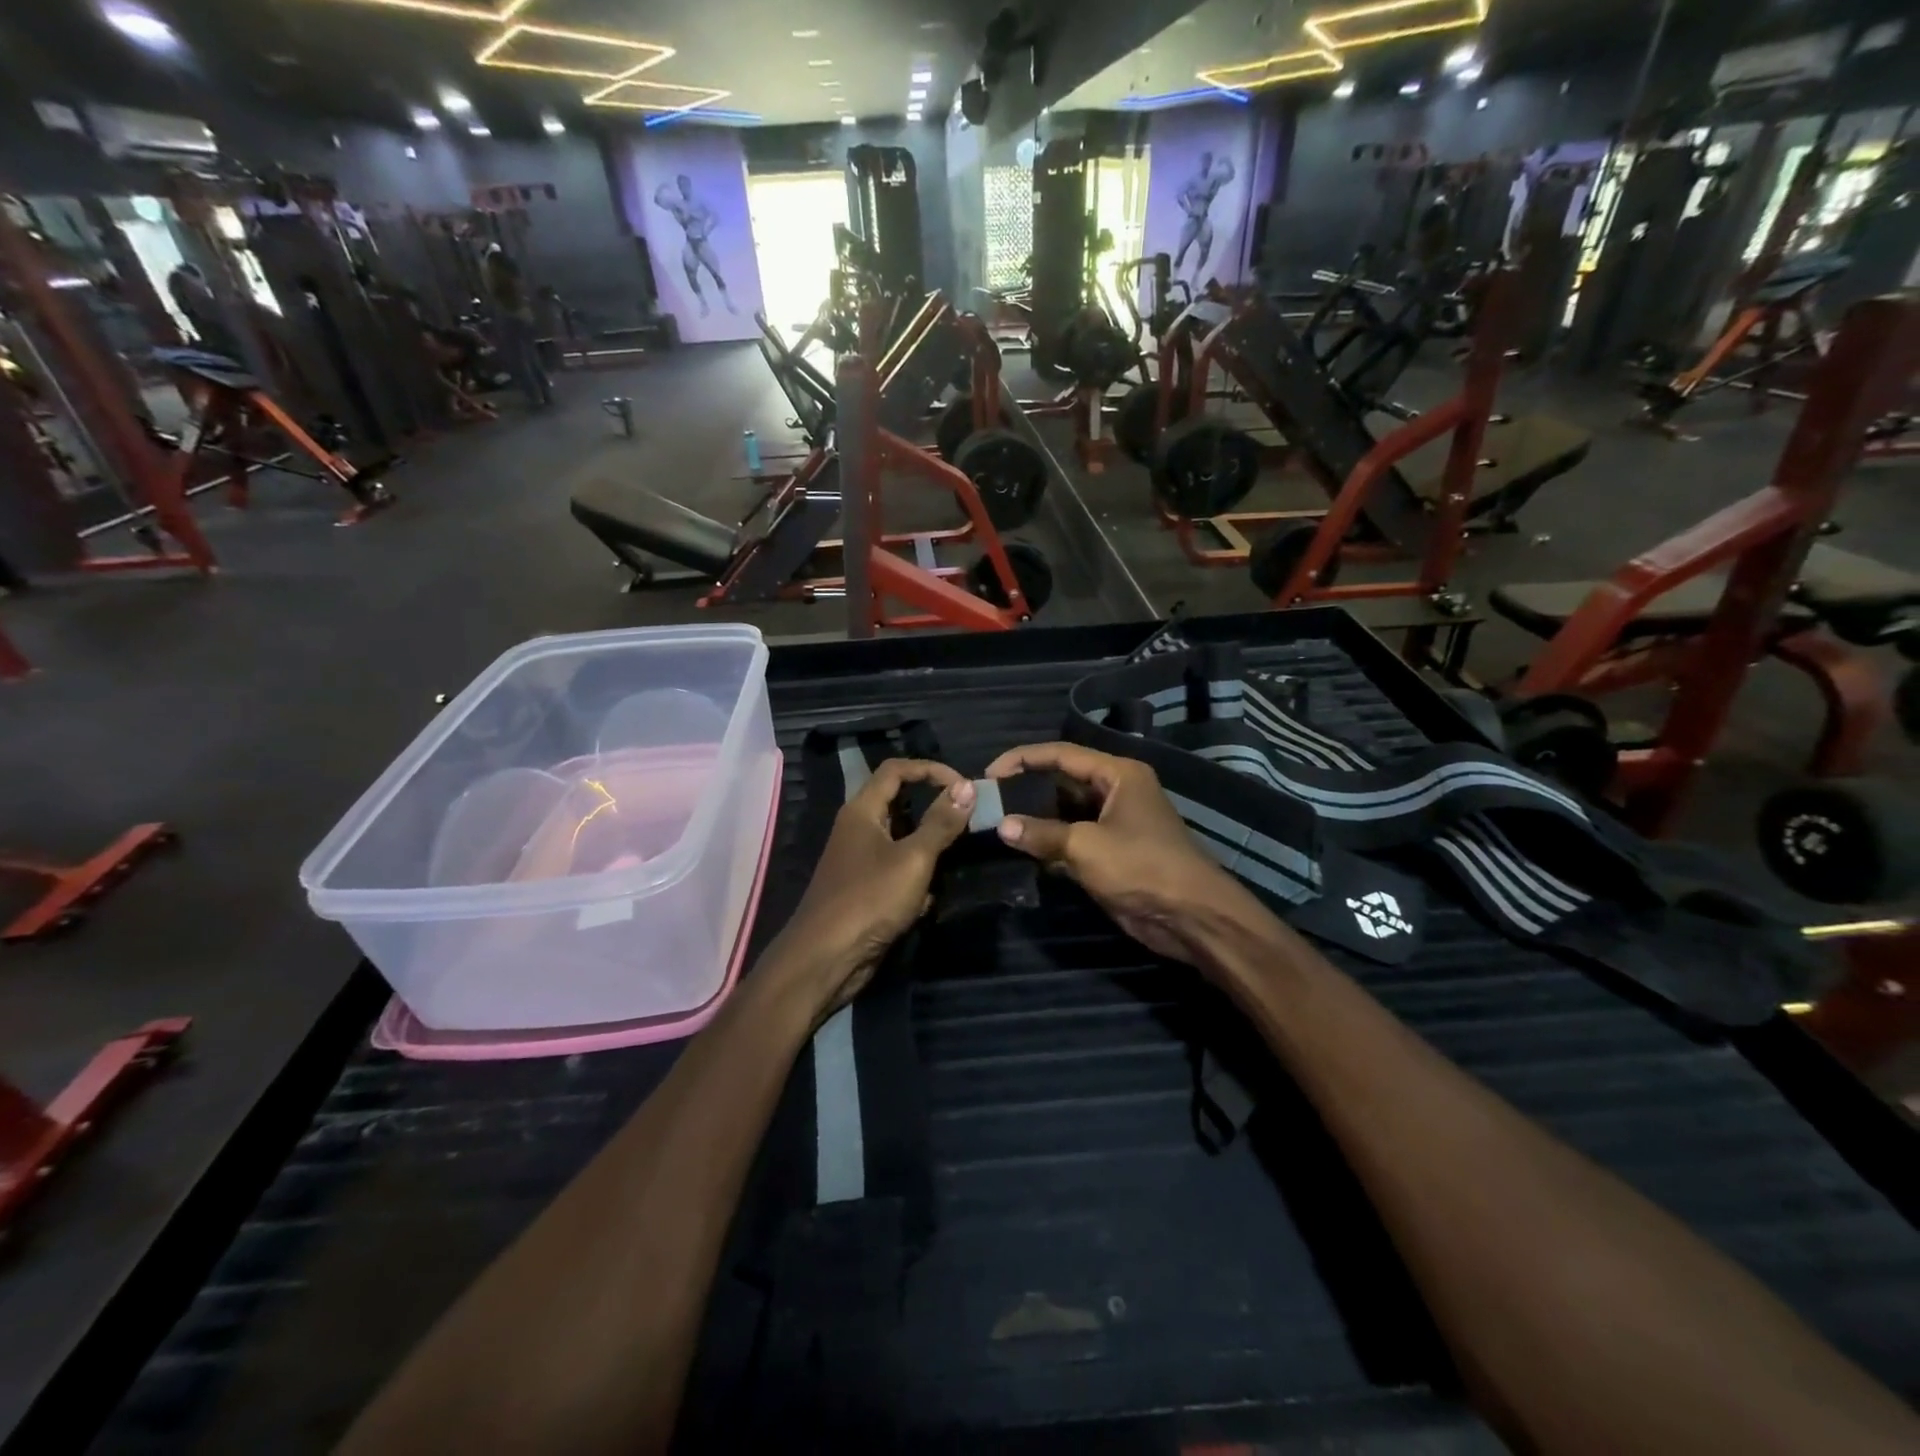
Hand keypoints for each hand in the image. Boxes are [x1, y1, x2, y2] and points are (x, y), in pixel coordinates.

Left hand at [767, 760, 974, 1022]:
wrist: (825, 958)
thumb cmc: (869, 900)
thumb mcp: (913, 859)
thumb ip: (941, 822)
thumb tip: (967, 786)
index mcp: (862, 810)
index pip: (897, 770)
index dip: (931, 770)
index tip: (964, 787)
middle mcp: (857, 828)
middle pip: (899, 802)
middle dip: (933, 809)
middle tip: (965, 820)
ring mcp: (859, 859)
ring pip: (901, 839)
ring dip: (927, 848)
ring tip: (951, 859)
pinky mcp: (863, 888)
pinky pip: (896, 869)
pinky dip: (915, 878)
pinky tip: (926, 899)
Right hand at [984, 742, 1274, 970]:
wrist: (1192, 916)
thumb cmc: (1142, 867)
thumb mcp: (1086, 847)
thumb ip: (1042, 834)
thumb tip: (1002, 826)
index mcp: (1118, 775)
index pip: (1062, 755)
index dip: (1023, 759)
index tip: (990, 772)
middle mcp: (1117, 791)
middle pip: (1063, 781)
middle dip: (1027, 788)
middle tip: (990, 799)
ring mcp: (1116, 823)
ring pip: (1067, 811)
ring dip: (1037, 817)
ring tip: (998, 822)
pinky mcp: (1113, 852)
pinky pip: (1074, 838)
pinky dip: (1051, 842)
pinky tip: (1023, 849)